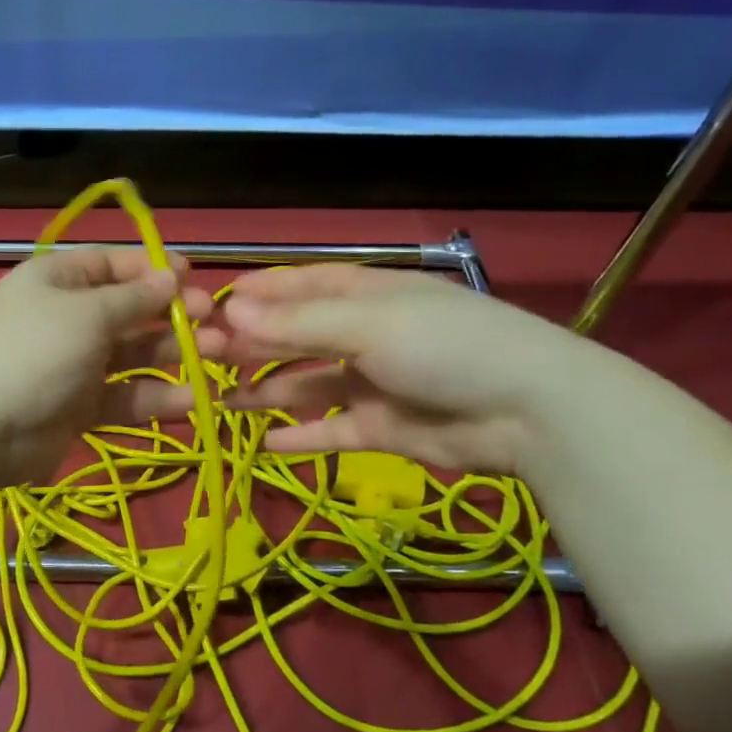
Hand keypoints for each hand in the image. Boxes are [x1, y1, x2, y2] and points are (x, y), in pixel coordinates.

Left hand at [0, 248, 219, 486]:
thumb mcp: (86, 314)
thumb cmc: (33, 352)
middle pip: (130, 311)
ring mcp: (74, 365)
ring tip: (218, 357)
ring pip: (132, 356)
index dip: (153, 269)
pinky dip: (154, 398)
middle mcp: (68, 318)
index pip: (113, 265)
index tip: (194, 277)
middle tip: (215, 323)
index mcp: (59, 280)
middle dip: (173, 315)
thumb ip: (134, 299)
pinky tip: (191, 400)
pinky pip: (124, 397)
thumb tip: (171, 277)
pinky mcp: (79, 408)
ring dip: (173, 355)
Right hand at [211, 264, 591, 475]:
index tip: (210, 307)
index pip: (299, 287)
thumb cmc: (444, 346)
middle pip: (296, 337)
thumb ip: (298, 324)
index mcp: (364, 295)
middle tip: (203, 361)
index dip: (256, 295)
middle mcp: (364, 334)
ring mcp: (372, 383)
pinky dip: (300, 436)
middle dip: (253, 346)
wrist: (528, 411)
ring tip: (221, 403)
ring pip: (307, 385)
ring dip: (267, 392)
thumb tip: (230, 313)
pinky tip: (264, 444)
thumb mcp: (369, 325)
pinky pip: (330, 430)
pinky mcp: (381, 428)